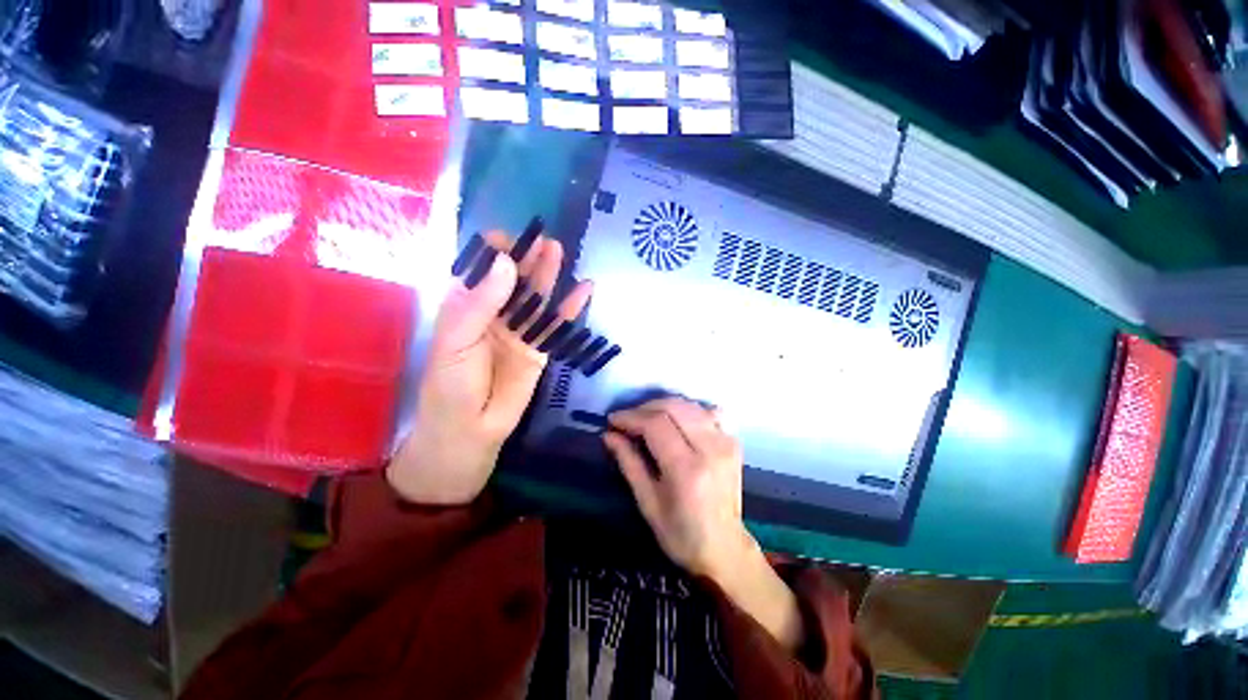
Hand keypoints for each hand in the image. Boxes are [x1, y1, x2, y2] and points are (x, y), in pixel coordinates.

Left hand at [388, 230, 592, 504]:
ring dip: (548, 276)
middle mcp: (493, 315)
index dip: (492, 253)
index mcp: (465, 308)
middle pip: (513, 281)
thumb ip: (480, 303)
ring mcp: (519, 331)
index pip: (480, 272)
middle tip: (542, 240)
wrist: (470, 430)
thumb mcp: (456, 340)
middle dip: (526, 259)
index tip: (505, 238)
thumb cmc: (450, 385)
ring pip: (536, 298)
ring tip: (559, 251)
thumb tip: (507, 264)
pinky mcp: (539, 348)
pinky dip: (570, 307)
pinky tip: (585, 289)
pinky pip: (556, 324)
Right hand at [602, 398, 750, 579]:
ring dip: (663, 406)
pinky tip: (676, 421)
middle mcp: (711, 448)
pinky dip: (687, 410)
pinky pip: (708, 411)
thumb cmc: (680, 533)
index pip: (656, 424)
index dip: (631, 417)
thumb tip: (609, 435)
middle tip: (627, 419)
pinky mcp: (733, 441)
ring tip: (646, 419)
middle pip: (673, 406)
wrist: (724, 547)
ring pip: (689, 404)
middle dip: (644, 407)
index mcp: (687, 469)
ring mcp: (726, 442)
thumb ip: (629, 463)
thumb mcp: (647, 502)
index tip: (612, 421)